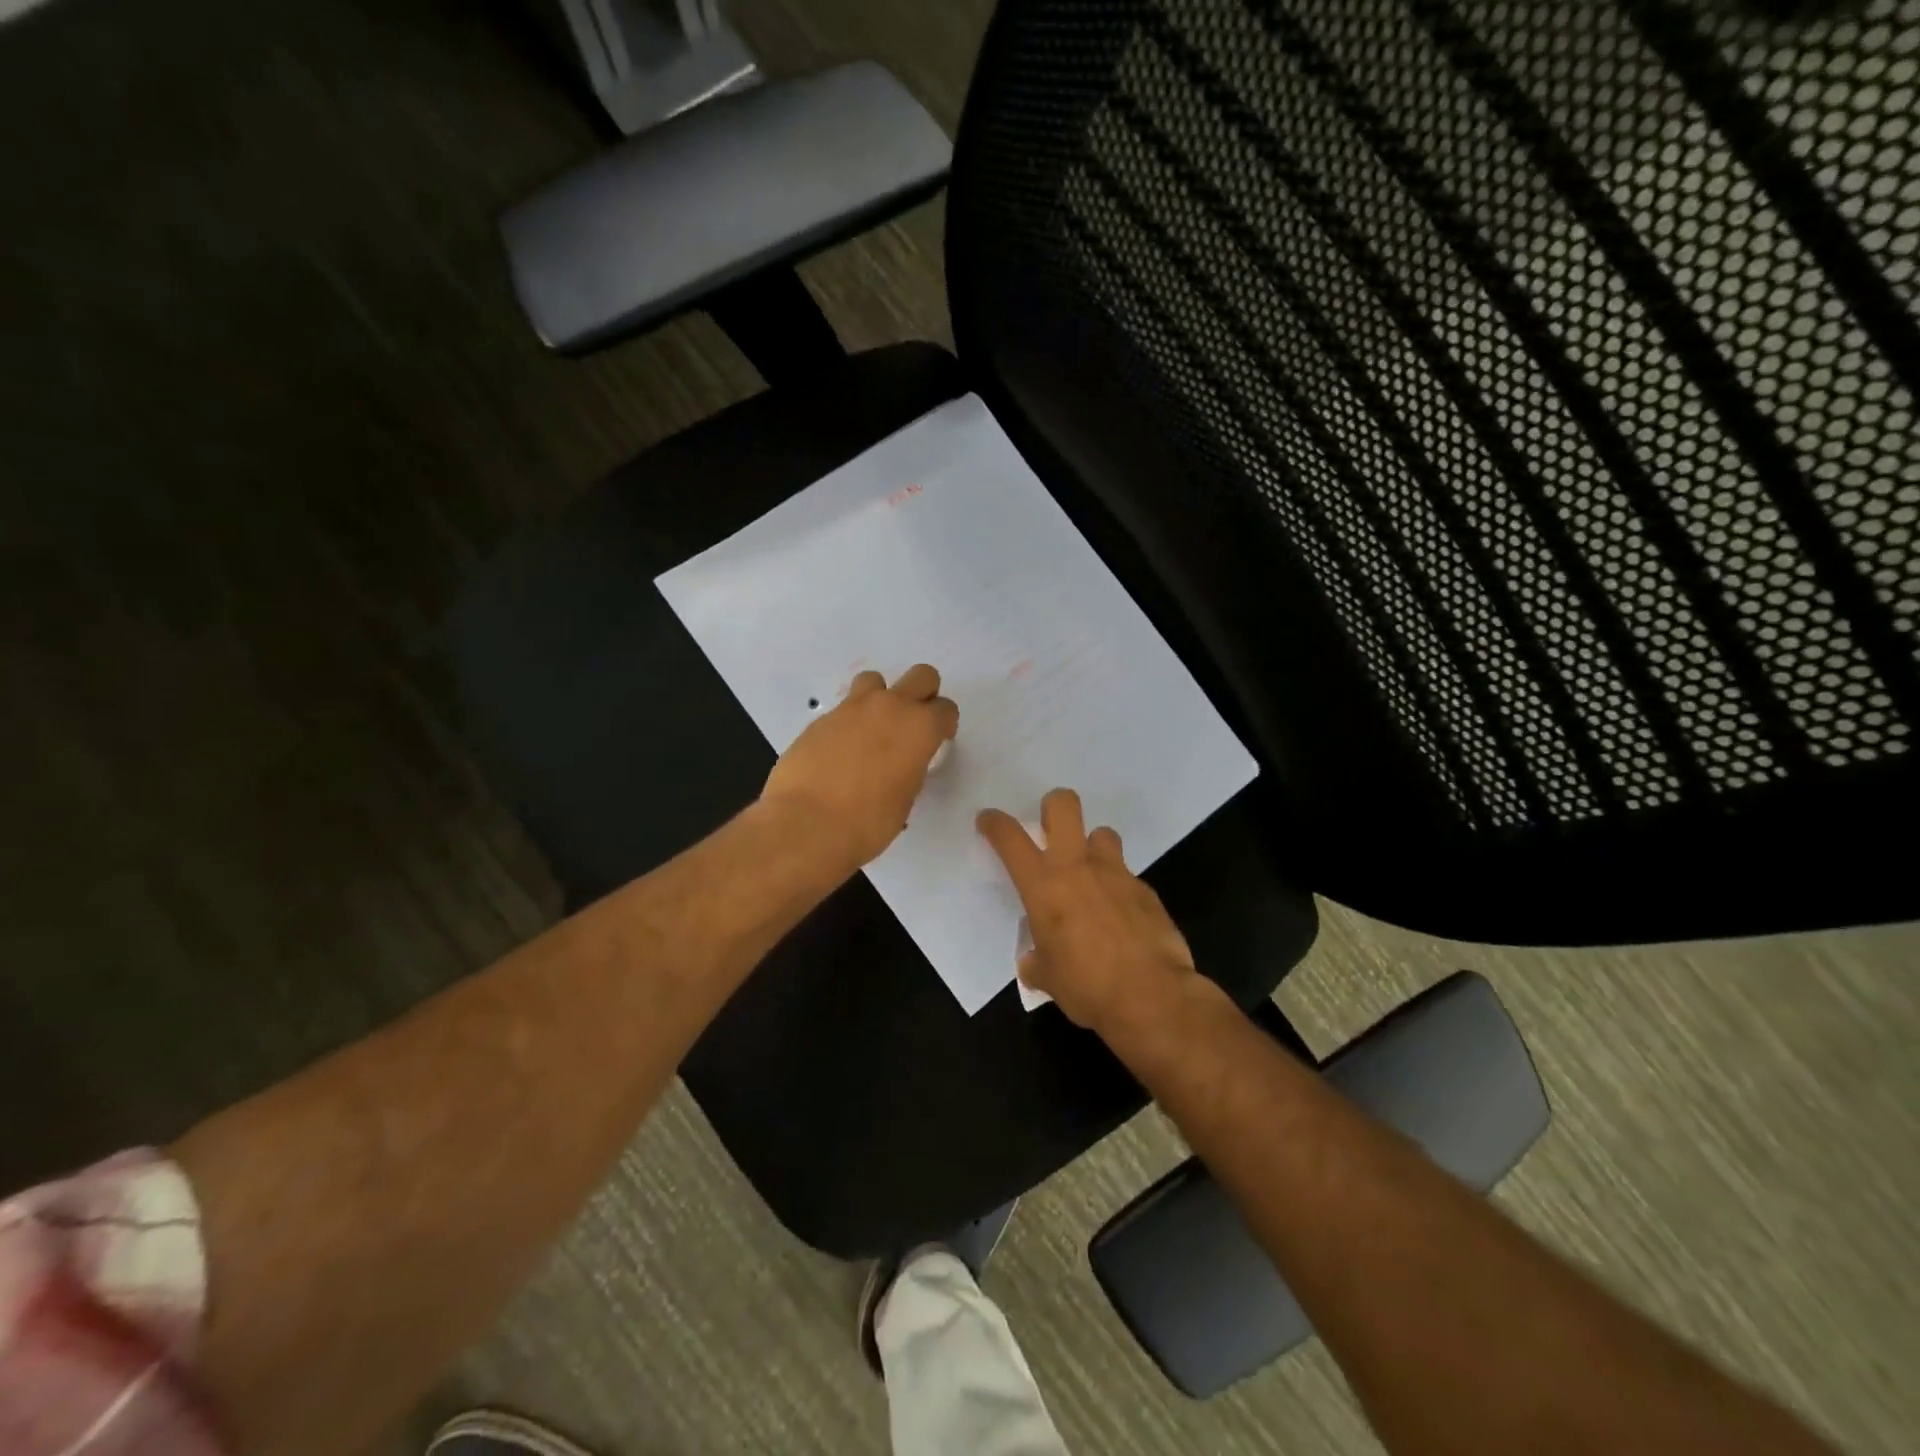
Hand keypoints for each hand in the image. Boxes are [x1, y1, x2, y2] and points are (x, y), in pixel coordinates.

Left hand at [762, 663, 958, 871]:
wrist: (807, 823)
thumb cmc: (868, 822)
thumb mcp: (905, 800)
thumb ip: (909, 770)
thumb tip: (900, 766)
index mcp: (920, 728)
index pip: (946, 709)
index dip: (943, 726)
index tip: (936, 742)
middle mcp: (890, 707)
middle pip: (921, 676)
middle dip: (923, 695)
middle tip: (913, 725)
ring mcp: (852, 708)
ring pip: (875, 681)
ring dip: (881, 699)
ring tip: (872, 731)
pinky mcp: (821, 719)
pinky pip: (844, 709)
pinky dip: (849, 723)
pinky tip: (840, 753)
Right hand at [976, 788, 1195, 1033]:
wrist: (1151, 997)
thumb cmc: (1086, 987)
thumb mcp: (1047, 977)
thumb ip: (1037, 961)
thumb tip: (1035, 963)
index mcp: (1043, 886)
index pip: (1009, 837)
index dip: (994, 822)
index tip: (989, 821)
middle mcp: (1078, 867)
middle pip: (1064, 805)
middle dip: (1053, 807)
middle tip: (1049, 831)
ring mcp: (1116, 873)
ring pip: (1102, 834)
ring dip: (1092, 848)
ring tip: (1091, 877)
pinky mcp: (1146, 890)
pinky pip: (1127, 876)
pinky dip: (1119, 889)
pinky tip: (1121, 917)